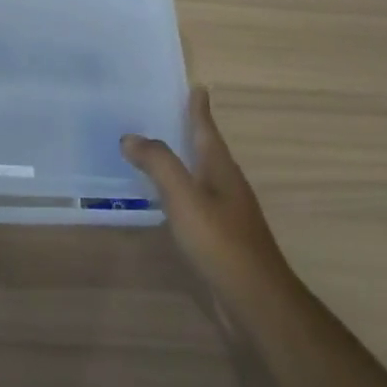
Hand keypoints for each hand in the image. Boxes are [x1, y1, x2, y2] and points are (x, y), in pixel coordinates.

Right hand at [121, 87, 295, 317]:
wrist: (255, 300)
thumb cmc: (220, 242)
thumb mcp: (185, 197)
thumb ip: (159, 164)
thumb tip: (131, 137)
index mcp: (221, 169)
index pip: (208, 130)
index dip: (200, 110)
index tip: (196, 87)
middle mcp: (226, 185)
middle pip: (206, 150)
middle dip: (189, 130)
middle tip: (165, 111)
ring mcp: (226, 213)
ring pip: (200, 176)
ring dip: (182, 160)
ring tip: (155, 150)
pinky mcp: (219, 237)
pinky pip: (194, 201)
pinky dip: (177, 190)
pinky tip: (163, 199)